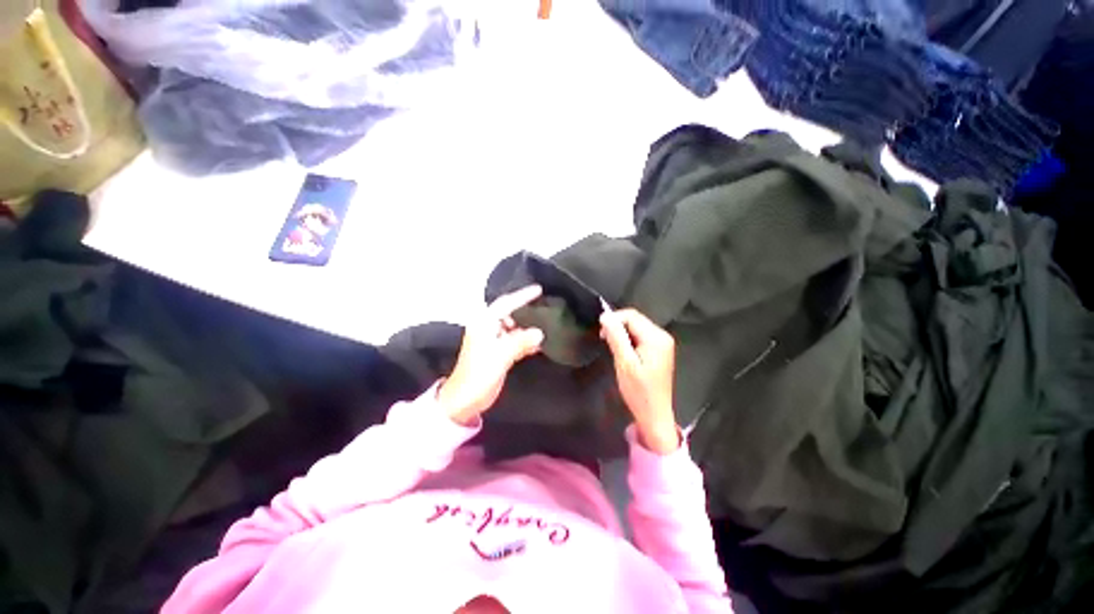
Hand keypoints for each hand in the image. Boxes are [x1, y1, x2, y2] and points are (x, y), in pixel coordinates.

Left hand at [438, 285, 544, 425]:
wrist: (464, 400)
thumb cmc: (478, 374)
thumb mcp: (499, 356)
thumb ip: (520, 342)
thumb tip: (539, 333)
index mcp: (484, 323)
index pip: (506, 303)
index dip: (522, 295)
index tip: (539, 289)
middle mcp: (488, 328)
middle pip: (510, 314)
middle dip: (527, 311)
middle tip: (546, 307)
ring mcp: (494, 341)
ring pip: (515, 328)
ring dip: (528, 328)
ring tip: (547, 325)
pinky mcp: (498, 353)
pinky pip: (516, 342)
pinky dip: (526, 342)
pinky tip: (539, 344)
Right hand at [600, 308, 679, 453]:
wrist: (654, 415)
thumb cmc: (639, 391)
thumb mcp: (624, 363)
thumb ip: (616, 337)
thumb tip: (605, 316)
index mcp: (656, 337)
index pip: (632, 316)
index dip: (614, 319)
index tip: (600, 332)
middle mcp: (662, 336)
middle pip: (635, 319)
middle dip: (617, 325)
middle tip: (604, 340)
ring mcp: (662, 343)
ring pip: (636, 327)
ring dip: (621, 333)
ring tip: (611, 346)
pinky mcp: (659, 350)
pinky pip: (640, 336)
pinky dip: (628, 339)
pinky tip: (622, 351)